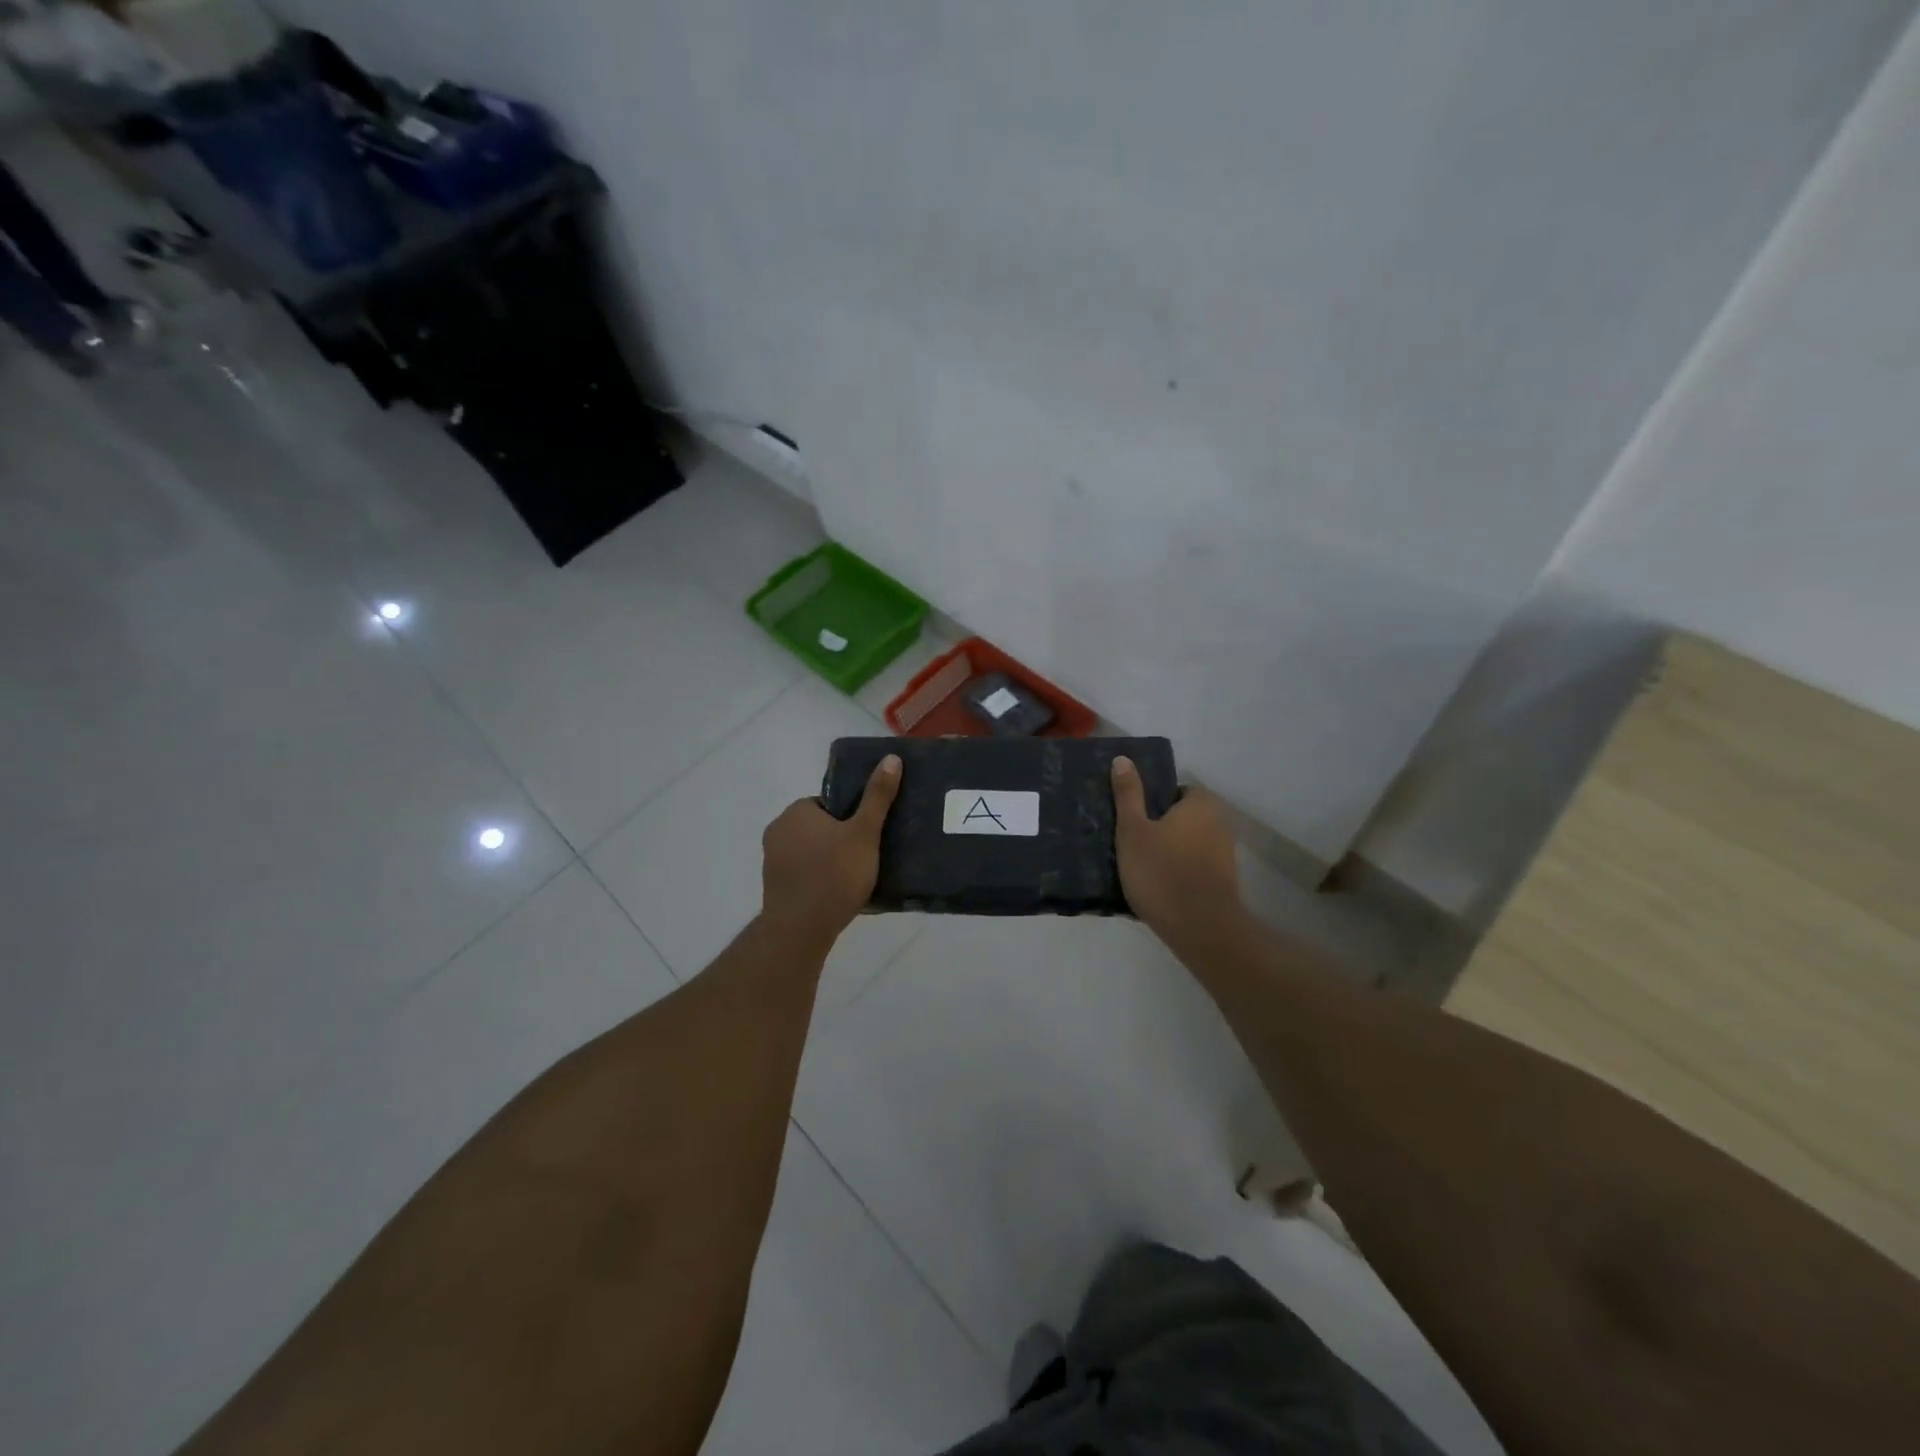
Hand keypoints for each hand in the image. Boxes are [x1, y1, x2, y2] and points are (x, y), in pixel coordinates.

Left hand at [760, 754, 901, 944]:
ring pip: (810, 851)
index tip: (868, 834)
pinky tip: (837, 895)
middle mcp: (778, 830)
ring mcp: (772, 860)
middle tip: (866, 856)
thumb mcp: (864, 833)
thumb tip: (891, 758)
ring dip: (829, 860)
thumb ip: (877, 797)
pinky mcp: (774, 886)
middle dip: (840, 838)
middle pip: (819, 827)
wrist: (801, 929)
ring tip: (856, 878)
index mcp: (796, 811)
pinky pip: (803, 874)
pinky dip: (818, 879)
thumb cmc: (835, 874)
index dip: (851, 817)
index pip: (828, 803)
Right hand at [1111, 756, 1243, 944]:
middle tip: (1129, 843)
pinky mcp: (1223, 882)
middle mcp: (1220, 822)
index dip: (1151, 802)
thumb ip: (1129, 794)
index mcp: (1201, 803)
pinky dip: (1178, 872)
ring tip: (1138, 867)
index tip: (1131, 820)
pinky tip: (1157, 887)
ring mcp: (1225, 854)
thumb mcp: (1133, 830)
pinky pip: (1194, 867)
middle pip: (1182, 817)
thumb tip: (1123, 759)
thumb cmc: (1162, 872)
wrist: (1200, 929)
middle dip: (1159, 827)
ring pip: (1188, 843)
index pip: (1175, 790)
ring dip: (1168, 851)